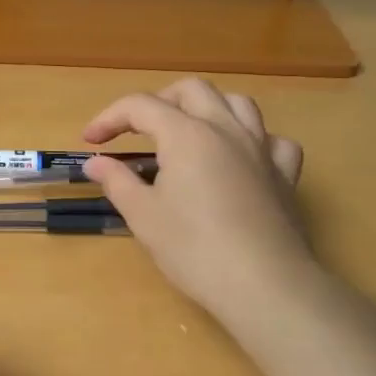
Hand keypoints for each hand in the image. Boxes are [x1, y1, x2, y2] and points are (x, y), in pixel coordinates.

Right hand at [82, 79, 317, 327]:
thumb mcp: (142, 215)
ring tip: (188, 132)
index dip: (109, 118)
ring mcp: (261, 149)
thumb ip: (117, 181)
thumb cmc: (193, 248)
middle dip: (159, 101)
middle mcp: (225, 129)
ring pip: (237, 104)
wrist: (262, 285)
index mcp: (186, 134)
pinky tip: (241, 158)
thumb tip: (96, 163)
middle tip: (137, 130)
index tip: (90, 142)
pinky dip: (253, 140)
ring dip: (207, 108)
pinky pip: (273, 140)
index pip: (140, 106)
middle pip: (191, 90)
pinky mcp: (285, 175)